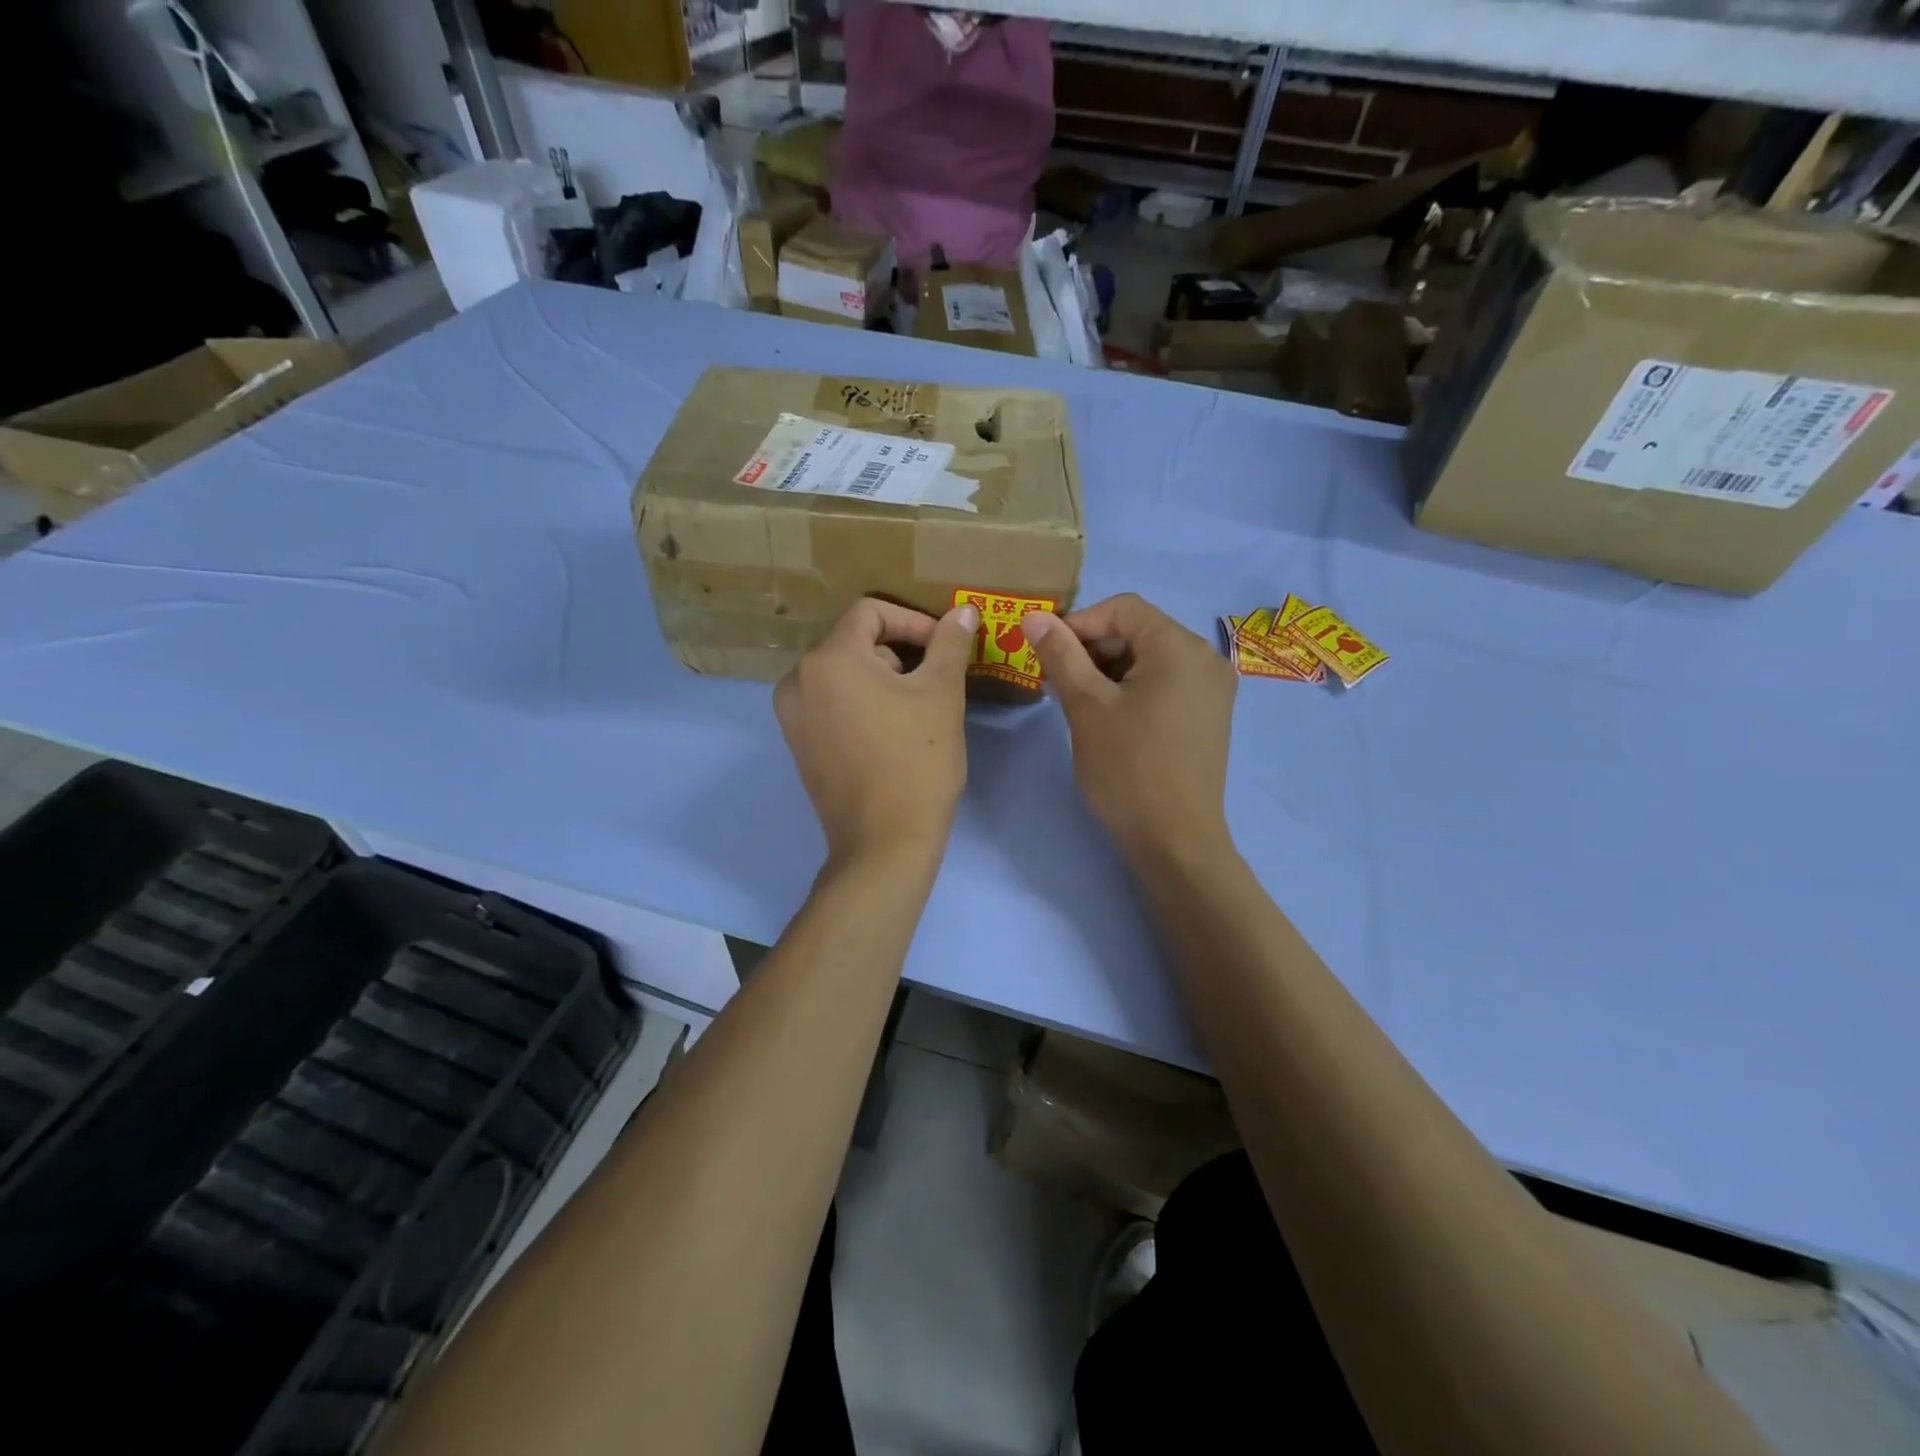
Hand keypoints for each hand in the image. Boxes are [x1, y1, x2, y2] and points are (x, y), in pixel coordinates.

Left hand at [775, 597, 979, 862]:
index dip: (913, 621)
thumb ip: (950, 644)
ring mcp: (792, 716)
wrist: (885, 842)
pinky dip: (861, 703)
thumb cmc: (917, 761)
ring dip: (882, 678)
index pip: (870, 612)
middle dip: (899, 653)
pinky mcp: (798, 744)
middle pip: (854, 642)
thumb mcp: (941, 694)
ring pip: (844, 674)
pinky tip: (891, 731)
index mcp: (828, 659)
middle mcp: (797, 680)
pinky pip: (831, 703)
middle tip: (934, 683)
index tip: (944, 647)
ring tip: (916, 709)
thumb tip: (963, 611)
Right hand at [1023, 593, 1236, 863]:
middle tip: (1057, 681)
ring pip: (1150, 659)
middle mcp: (1205, 659)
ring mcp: (1212, 690)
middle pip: (1138, 631)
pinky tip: (1106, 716)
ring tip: (1076, 701)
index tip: (1046, 654)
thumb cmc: (1128, 769)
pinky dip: (1132, 689)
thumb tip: (1033, 615)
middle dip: (1092, 649)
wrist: (1175, 841)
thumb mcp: (1086, 706)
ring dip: (1108, 670)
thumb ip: (1060, 654)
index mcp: (1180, 647)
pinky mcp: (1208, 716)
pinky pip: (1165, 684)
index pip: (1123, 608)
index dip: (1078, 623)